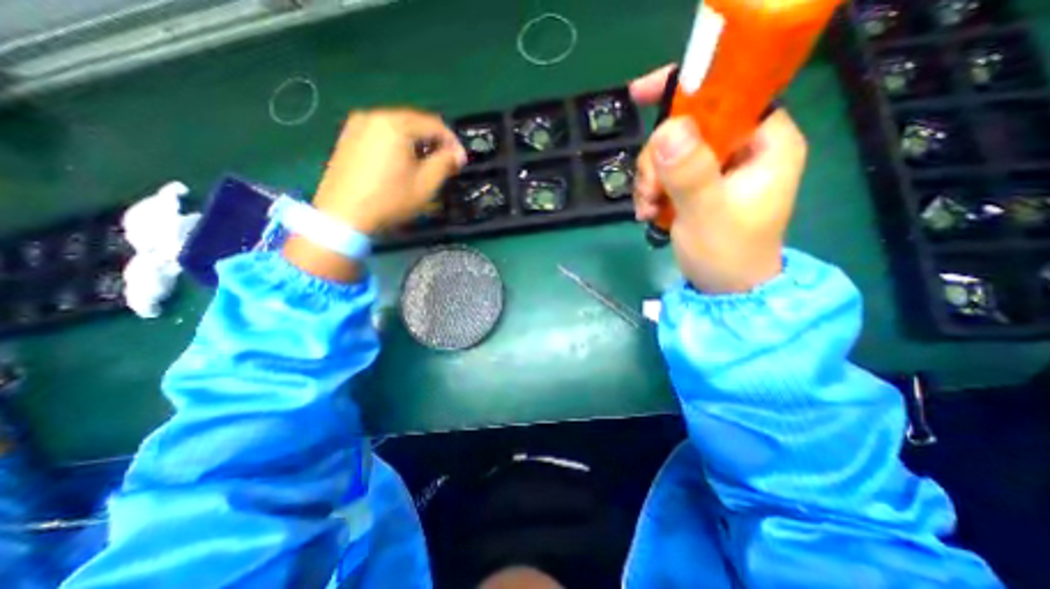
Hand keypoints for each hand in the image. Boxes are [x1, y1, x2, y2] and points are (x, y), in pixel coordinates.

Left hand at [285, 110, 466, 285]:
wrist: (343, 216)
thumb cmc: (389, 200)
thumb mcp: (425, 185)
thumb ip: (445, 163)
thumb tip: (457, 154)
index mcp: (395, 124)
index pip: (434, 124)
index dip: (452, 142)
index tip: (461, 161)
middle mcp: (374, 116)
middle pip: (414, 122)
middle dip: (434, 141)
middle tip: (445, 162)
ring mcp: (357, 125)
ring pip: (397, 127)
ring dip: (416, 143)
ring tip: (425, 164)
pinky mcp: (347, 137)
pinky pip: (381, 134)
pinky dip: (397, 144)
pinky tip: (401, 163)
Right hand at [627, 64, 806, 292]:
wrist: (725, 289)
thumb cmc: (727, 254)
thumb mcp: (707, 214)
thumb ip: (690, 173)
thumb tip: (667, 129)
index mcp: (765, 142)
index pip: (729, 93)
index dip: (688, 90)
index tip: (640, 95)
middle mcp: (743, 148)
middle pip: (687, 128)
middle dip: (657, 159)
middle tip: (650, 193)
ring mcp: (718, 167)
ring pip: (669, 152)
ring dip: (649, 179)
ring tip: (647, 209)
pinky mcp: (698, 185)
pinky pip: (664, 173)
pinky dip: (650, 191)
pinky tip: (647, 212)